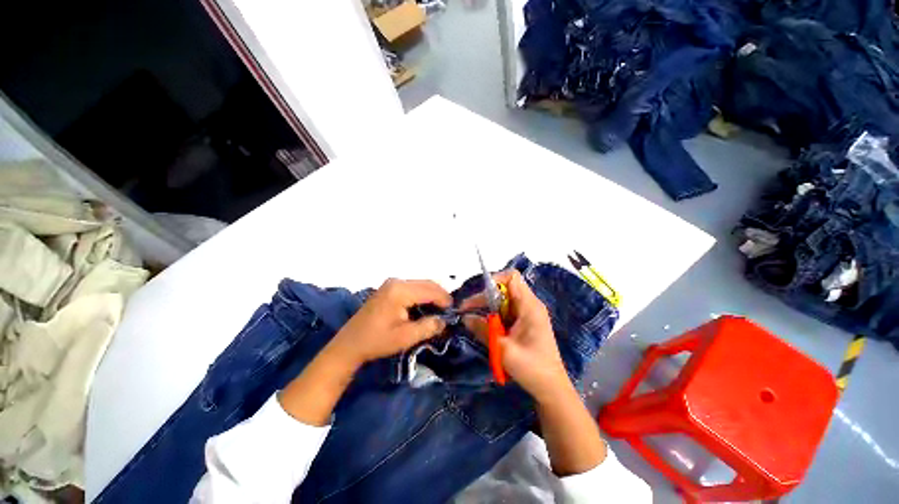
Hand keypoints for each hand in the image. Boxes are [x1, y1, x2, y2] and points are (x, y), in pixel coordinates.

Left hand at [329, 279, 451, 366]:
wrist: (349, 344)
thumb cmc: (377, 341)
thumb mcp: (405, 337)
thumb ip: (428, 327)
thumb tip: (444, 321)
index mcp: (400, 290)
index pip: (431, 290)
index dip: (445, 300)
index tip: (454, 312)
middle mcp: (397, 281)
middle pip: (427, 284)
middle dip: (440, 296)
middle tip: (448, 311)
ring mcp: (392, 283)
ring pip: (420, 285)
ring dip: (432, 295)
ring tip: (439, 310)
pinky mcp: (389, 288)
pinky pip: (412, 288)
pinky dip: (422, 296)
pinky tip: (425, 308)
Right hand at [460, 270, 569, 401]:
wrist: (551, 388)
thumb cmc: (531, 368)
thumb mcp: (503, 349)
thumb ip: (483, 330)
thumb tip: (465, 317)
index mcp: (529, 306)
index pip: (512, 277)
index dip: (494, 280)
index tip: (479, 294)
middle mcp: (529, 305)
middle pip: (504, 289)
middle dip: (485, 297)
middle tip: (467, 310)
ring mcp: (527, 314)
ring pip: (503, 300)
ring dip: (487, 307)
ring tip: (473, 319)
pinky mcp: (524, 323)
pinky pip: (506, 311)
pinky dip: (494, 316)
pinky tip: (485, 327)